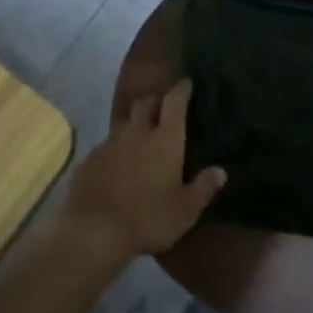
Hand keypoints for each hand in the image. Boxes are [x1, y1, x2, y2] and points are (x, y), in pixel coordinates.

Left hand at [62, 80, 225, 264]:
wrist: (93, 229)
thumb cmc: (148, 218)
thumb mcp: (185, 210)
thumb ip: (203, 188)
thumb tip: (221, 171)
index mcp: (165, 139)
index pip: (174, 101)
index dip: (181, 89)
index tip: (186, 83)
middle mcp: (137, 132)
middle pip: (146, 103)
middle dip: (156, 100)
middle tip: (163, 107)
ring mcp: (110, 142)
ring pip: (125, 122)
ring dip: (134, 123)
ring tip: (141, 134)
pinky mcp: (90, 157)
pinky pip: (107, 143)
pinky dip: (116, 146)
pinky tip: (117, 161)